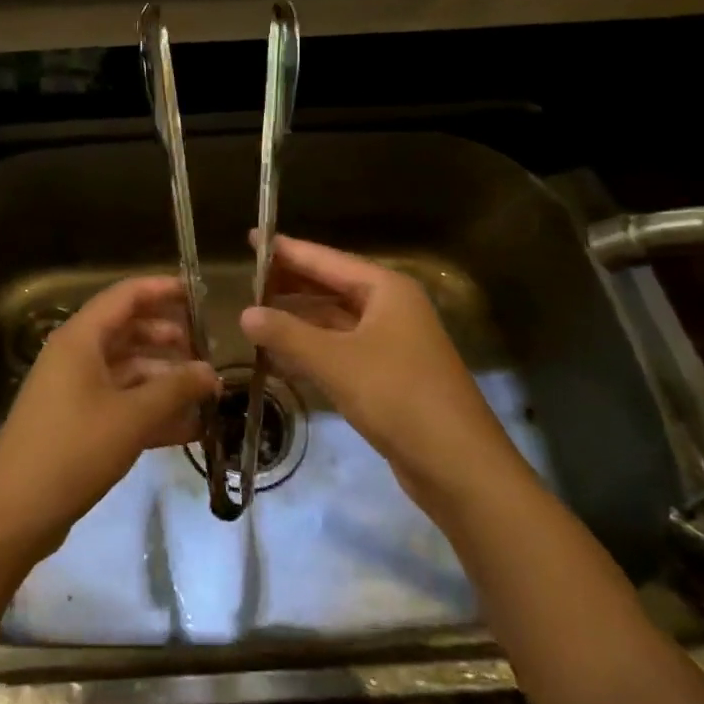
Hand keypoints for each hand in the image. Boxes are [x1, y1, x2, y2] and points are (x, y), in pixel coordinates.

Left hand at [0, 276, 218, 559]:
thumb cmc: (73, 450)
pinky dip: (150, 409)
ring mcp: (74, 389)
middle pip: (128, 331)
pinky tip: (187, 427)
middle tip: (208, 349)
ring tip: (205, 391)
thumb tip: (212, 372)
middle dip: (169, 338)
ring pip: (127, 369)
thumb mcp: (132, 417)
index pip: (126, 295)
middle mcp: (75, 355)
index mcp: (81, 339)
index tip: (200, 294)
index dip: (163, 289)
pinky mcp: (76, 422)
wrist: (14, 513)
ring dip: (164, 377)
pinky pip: (120, 401)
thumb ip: (176, 389)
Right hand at [240, 235, 530, 519]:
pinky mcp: (389, 376)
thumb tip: (244, 313)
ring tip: (254, 319)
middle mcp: (391, 308)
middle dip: (290, 286)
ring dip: (298, 322)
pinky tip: (280, 359)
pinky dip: (312, 351)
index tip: (252, 238)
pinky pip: (341, 351)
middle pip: (331, 287)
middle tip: (246, 282)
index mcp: (386, 289)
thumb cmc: (398, 396)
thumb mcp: (335, 361)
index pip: (325, 259)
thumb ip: (287, 333)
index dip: (286, 250)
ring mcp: (392, 343)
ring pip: (335, 322)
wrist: (459, 466)